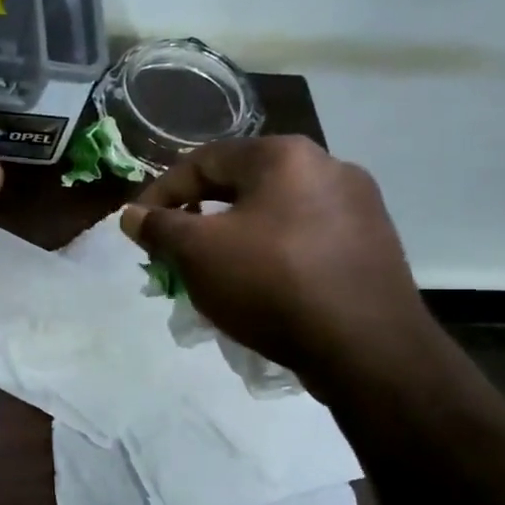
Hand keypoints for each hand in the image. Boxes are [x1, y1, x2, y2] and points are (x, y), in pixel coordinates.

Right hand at [119, 136, 438, 398]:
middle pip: (240, 185)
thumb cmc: (272, 284)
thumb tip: (131, 215)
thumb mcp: (197, 253)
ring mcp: (358, 205)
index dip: (160, 193)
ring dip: (233, 237)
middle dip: (198, 218)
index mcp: (284, 156)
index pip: (202, 161)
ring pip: (272, 213)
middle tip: (172, 251)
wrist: (367, 348)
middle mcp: (328, 166)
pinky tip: (260, 287)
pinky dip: (271, 254)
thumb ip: (158, 227)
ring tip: (212, 273)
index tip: (139, 228)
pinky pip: (304, 238)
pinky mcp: (373, 243)